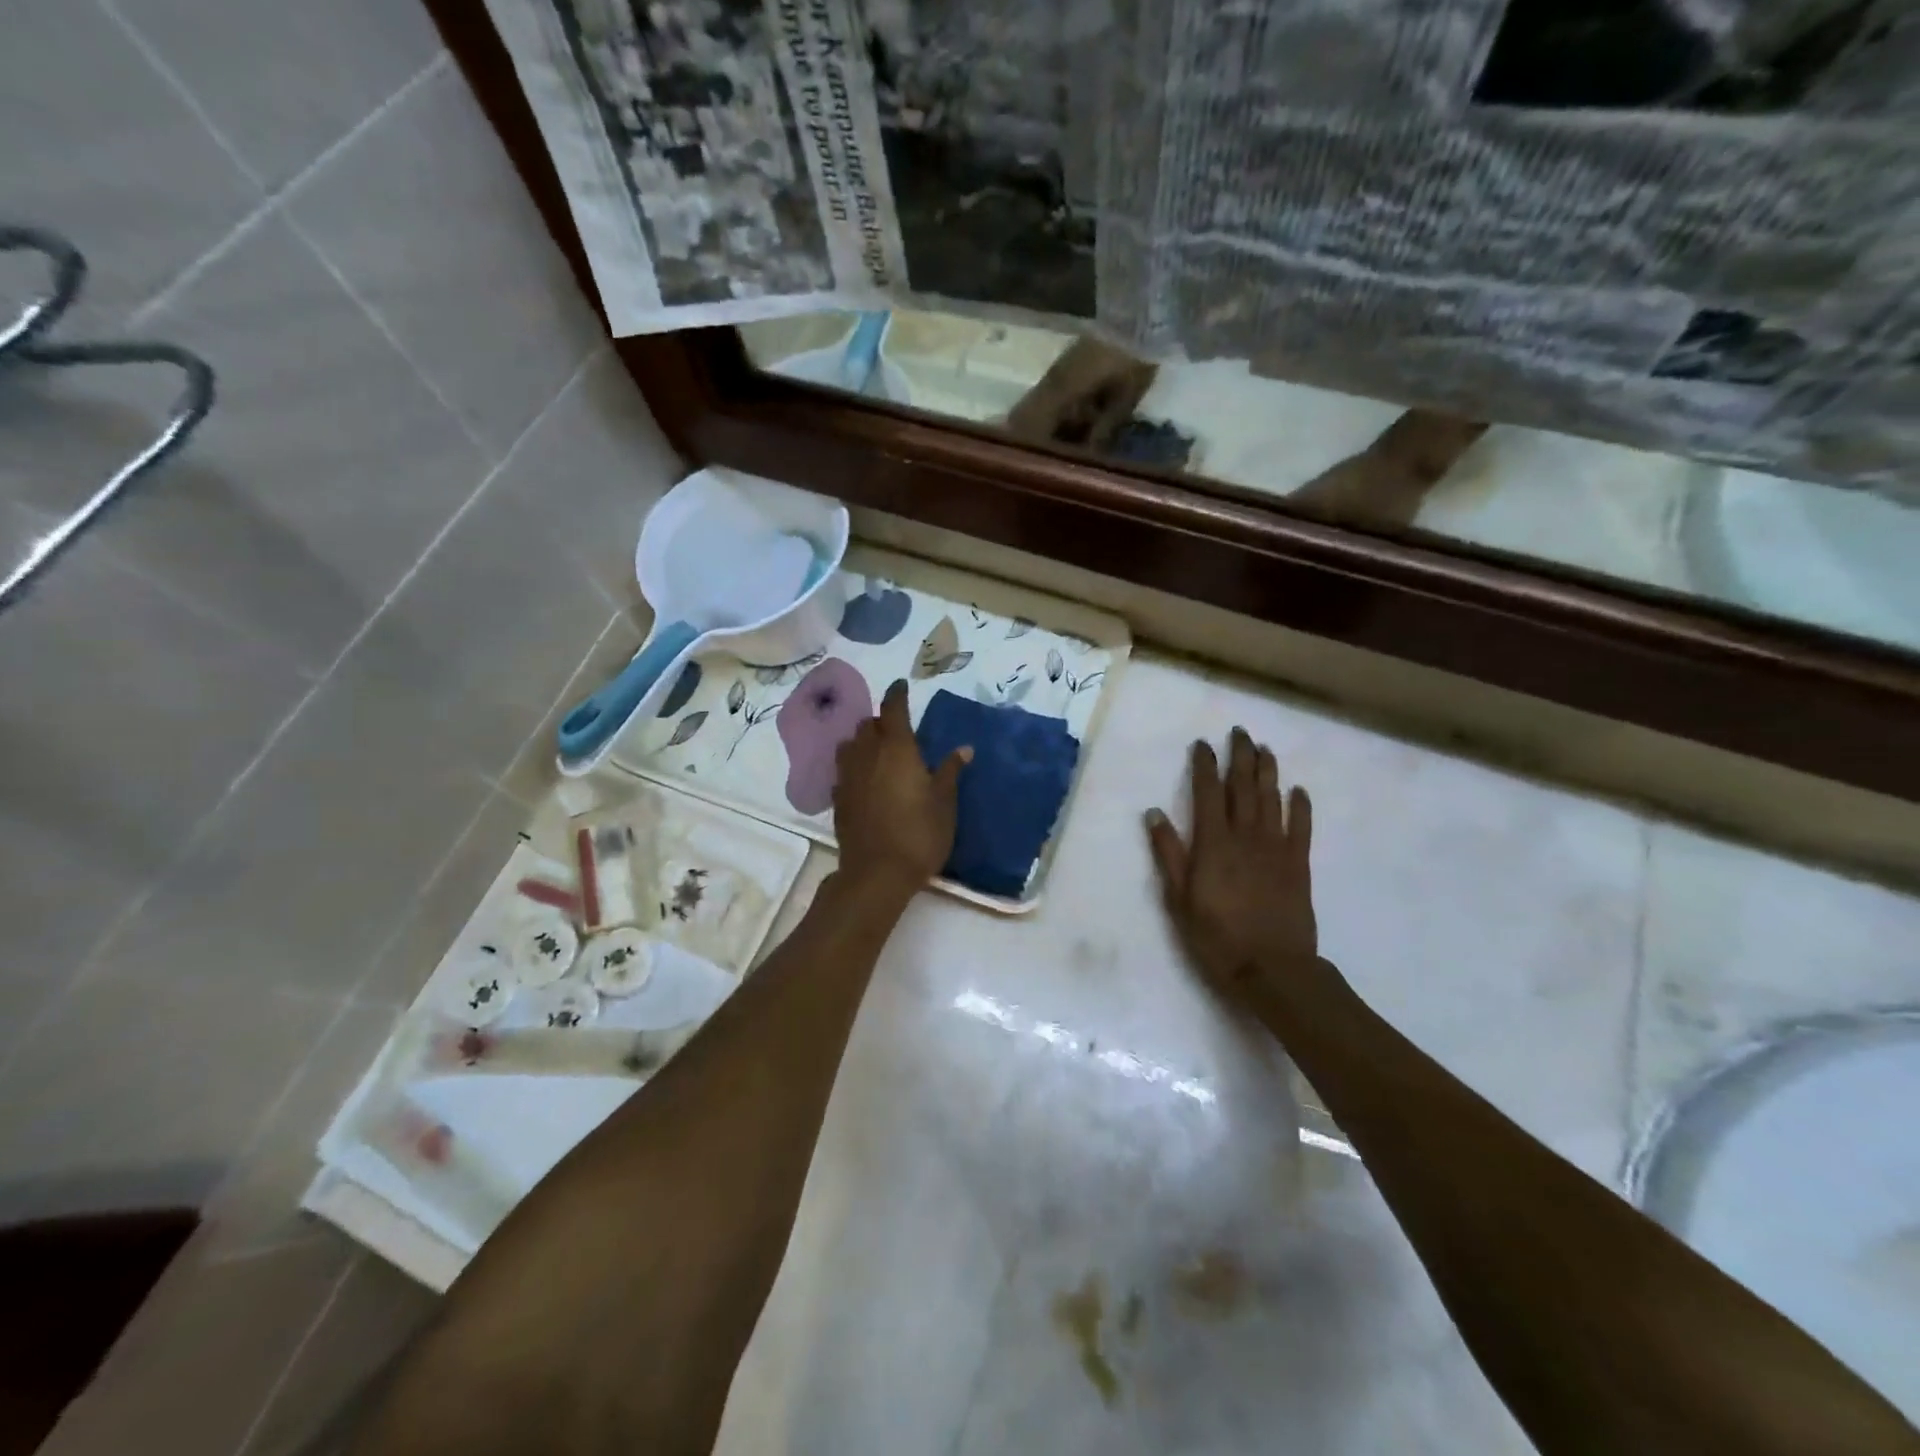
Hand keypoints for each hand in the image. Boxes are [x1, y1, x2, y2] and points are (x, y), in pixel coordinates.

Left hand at [833, 680, 969, 891]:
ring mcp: (848, 776)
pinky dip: (854, 765)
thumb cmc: (919, 833)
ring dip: (862, 740)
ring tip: (877, 750)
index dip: (897, 694)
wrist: (876, 873)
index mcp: (897, 748)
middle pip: (867, 725)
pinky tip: (864, 778)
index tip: (902, 685)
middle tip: (897, 728)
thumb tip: (963, 748)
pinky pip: (843, 769)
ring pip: (850, 744)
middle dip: (881, 720)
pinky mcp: (838, 798)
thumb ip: (950, 771)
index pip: (893, 709)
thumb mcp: (944, 802)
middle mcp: (867, 754)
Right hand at [1145, 728, 1316, 1001]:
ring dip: (1268, 771)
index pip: (1207, 793)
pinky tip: (1298, 790)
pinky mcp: (1298, 864)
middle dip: (1240, 757)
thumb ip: (1168, 853)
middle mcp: (1245, 836)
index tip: (1202, 743)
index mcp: (1213, 843)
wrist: (1272, 968)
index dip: (1204, 765)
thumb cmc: (1216, 936)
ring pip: (1272, 799)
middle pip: (1243, 787)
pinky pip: (1301, 827)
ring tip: (1265, 749)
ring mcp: (1276, 848)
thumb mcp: (1178, 899)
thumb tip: (1155, 813)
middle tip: (1240, 732)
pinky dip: (1300, 805)